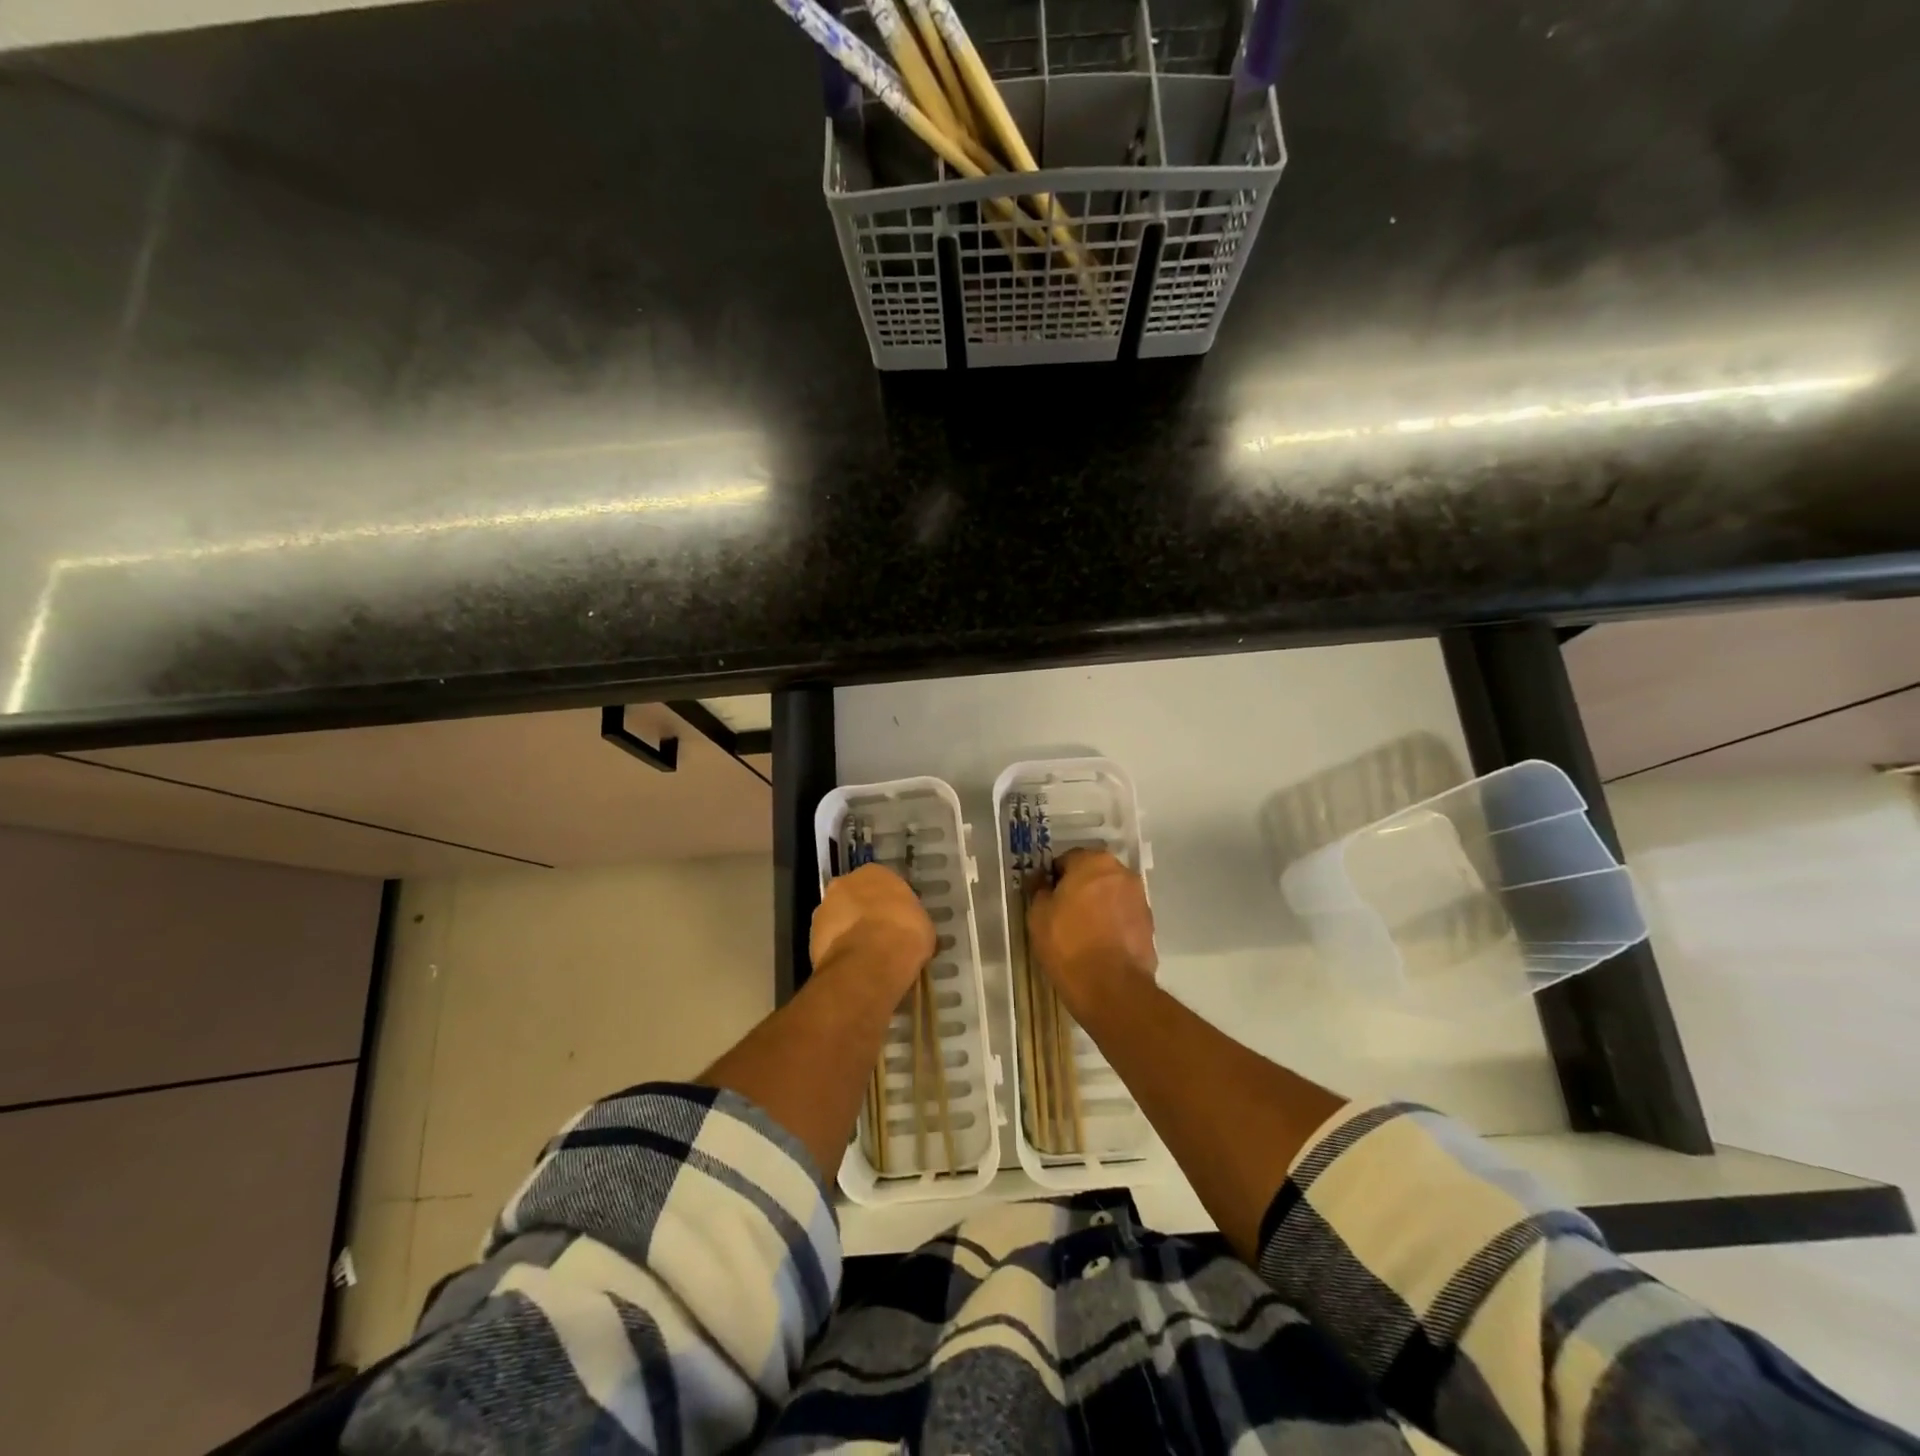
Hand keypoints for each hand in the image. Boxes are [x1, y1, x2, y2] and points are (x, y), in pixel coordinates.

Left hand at [810, 863, 933, 996]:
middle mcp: (845, 882)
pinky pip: (830, 941)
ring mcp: (824, 908)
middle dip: (865, 913)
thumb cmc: (905, 934)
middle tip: (880, 936)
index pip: (883, 883)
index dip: (890, 903)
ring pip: (839, 918)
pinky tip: (854, 966)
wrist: (870, 962)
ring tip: (866, 956)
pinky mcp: (811, 936)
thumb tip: (910, 932)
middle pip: (856, 897)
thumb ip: (911, 920)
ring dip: (849, 931)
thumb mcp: (922, 925)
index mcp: (875, 872)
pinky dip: (839, 951)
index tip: (897, 920)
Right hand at [1026, 849, 1156, 1019]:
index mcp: (1094, 862)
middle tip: (1062, 913)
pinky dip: (1112, 923)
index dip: (1053, 877)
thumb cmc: (1068, 944)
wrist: (1111, 988)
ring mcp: (1140, 899)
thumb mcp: (1038, 915)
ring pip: (1110, 895)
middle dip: (1079, 888)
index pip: (1067, 859)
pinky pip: (1123, 916)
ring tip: (1082, 932)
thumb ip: (1039, 890)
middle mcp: (1122, 873)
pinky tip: (1100, 944)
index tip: (1045, 897)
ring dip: (1097, 905)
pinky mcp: (1150, 925)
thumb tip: (1042, 881)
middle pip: (1093, 874)